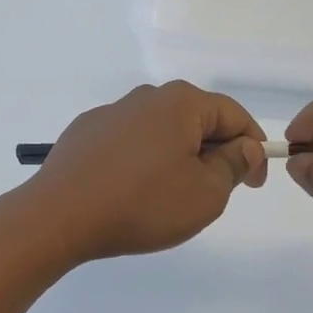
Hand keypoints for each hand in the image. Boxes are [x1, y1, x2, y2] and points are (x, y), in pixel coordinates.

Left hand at [31, 82, 267, 259]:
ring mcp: (112, 112)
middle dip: (214, 152)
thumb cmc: (143, 203)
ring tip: (172, 196)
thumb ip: (233, 165)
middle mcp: (147, 96)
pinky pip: (130, 141)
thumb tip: (244, 146)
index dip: (252, 148)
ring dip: (178, 157)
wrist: (59, 215)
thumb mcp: (206, 194)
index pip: (233, 115)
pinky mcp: (86, 132)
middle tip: (216, 193)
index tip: (254, 184)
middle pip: (196, 120)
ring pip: (162, 131)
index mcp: (181, 102)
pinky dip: (144, 160)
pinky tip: (133, 191)